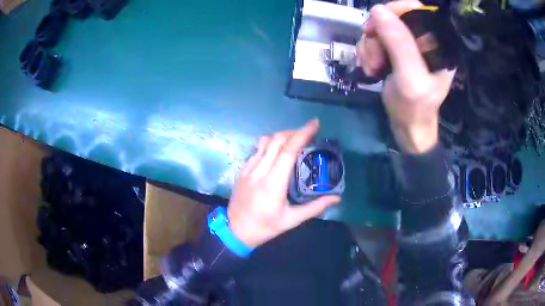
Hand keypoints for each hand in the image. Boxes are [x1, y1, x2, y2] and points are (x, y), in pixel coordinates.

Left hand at [227, 119, 340, 247]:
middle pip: (277, 140)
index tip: (315, 124)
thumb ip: (315, 207)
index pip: (289, 150)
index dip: (303, 134)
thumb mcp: (292, 220)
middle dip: (294, 131)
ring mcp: (248, 168)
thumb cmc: (265, 226)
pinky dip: (269, 144)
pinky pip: (256, 149)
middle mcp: (259, 170)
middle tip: (308, 133)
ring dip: (281, 135)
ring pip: (264, 141)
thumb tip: (336, 198)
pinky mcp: (242, 170)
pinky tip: (277, 150)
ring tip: (294, 139)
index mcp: (273, 182)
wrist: (236, 230)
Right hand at [358, 1, 455, 153]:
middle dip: (377, 35)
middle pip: (393, 18)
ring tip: (372, 67)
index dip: (394, 11)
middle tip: (374, 57)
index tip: (375, 26)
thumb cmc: (415, 109)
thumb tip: (378, 9)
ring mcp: (408, 46)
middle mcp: (424, 41)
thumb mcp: (409, 77)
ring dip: (370, 46)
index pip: (416, 10)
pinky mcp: (395, 53)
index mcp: (437, 44)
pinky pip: (375, 40)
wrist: (407, 129)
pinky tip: (370, 67)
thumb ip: (399, 43)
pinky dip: (368, 51)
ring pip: (381, 29)